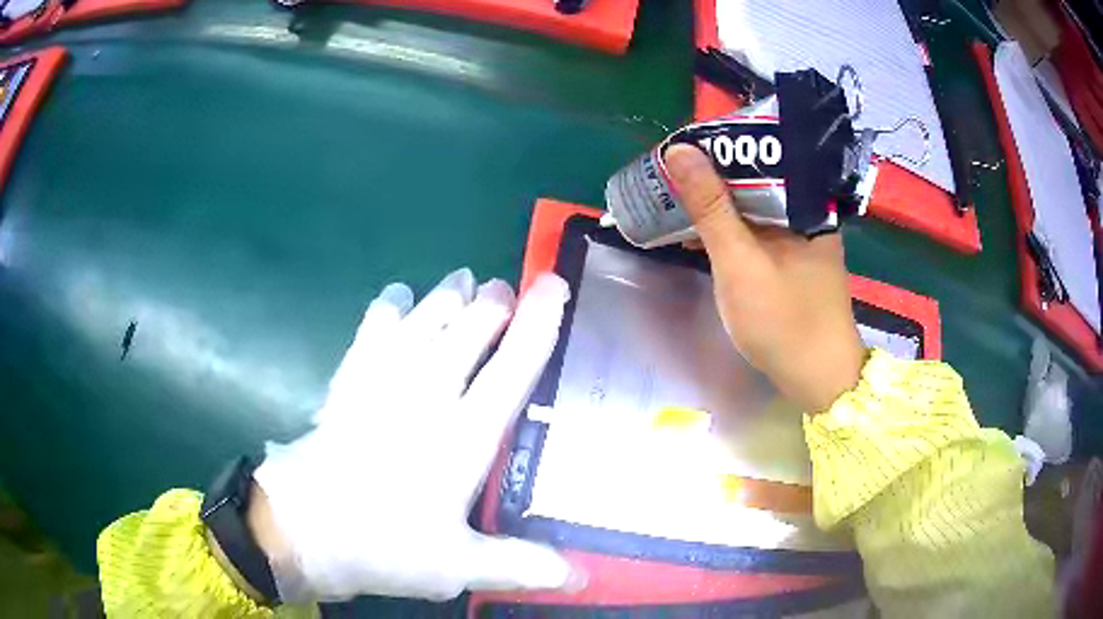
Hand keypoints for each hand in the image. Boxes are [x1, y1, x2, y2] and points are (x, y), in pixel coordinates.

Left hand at [251, 269, 577, 601]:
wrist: (303, 529)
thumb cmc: (383, 546)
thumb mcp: (457, 567)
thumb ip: (520, 565)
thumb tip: (582, 578)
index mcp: (462, 438)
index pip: (512, 368)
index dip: (538, 324)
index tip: (554, 285)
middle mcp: (426, 396)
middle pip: (468, 328)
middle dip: (492, 301)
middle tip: (504, 291)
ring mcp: (382, 382)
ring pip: (423, 318)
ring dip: (447, 296)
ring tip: (464, 281)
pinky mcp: (349, 380)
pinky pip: (372, 328)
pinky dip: (390, 307)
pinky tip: (399, 297)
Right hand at [664, 144, 864, 411]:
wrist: (818, 381)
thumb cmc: (784, 321)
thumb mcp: (740, 262)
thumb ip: (711, 207)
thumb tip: (679, 150)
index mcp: (805, 203)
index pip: (759, 154)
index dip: (715, 149)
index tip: (676, 153)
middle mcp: (807, 213)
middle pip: (754, 180)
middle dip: (710, 179)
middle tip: (669, 179)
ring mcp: (800, 238)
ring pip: (752, 208)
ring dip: (715, 207)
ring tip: (675, 204)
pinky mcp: (792, 261)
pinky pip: (756, 233)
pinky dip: (728, 233)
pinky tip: (699, 237)